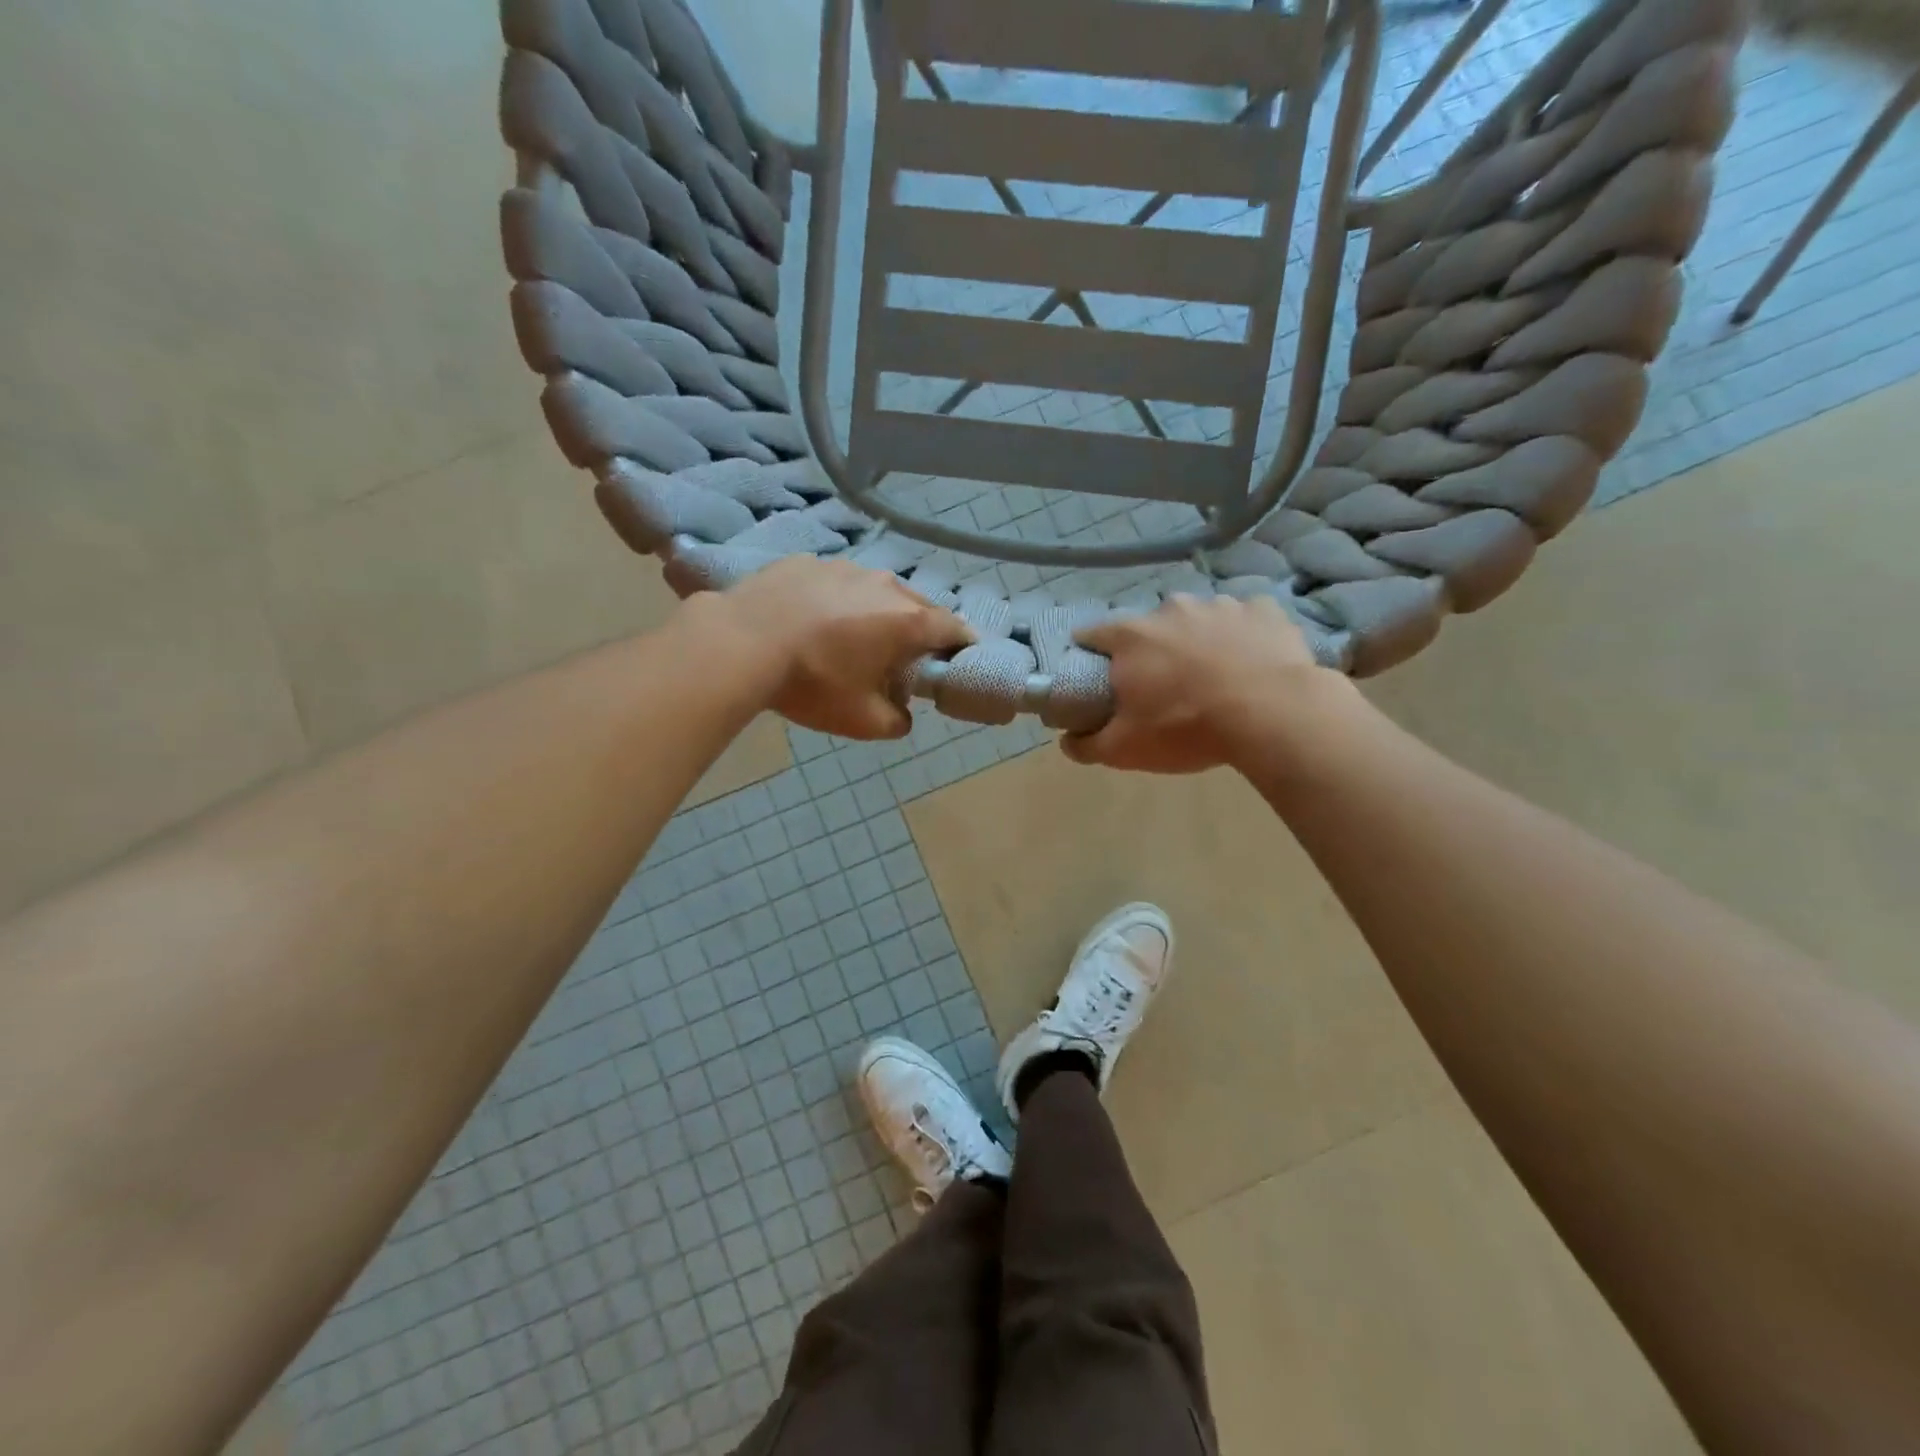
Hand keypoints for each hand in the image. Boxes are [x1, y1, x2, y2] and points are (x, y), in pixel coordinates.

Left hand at [697, 556, 973, 739]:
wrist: (740, 642)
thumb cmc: (812, 683)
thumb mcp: (861, 721)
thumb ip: (896, 722)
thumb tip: (903, 716)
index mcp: (907, 620)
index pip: (954, 629)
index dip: (961, 646)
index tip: (957, 661)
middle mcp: (884, 585)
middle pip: (917, 606)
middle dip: (918, 631)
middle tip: (903, 657)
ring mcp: (844, 567)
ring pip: (875, 591)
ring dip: (876, 612)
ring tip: (853, 637)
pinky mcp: (807, 561)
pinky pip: (836, 583)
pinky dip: (836, 600)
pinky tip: (812, 621)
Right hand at [1063, 594, 1351, 772]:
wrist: (1273, 714)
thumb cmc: (1187, 727)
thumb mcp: (1125, 749)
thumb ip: (1087, 745)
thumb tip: (1066, 741)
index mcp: (1131, 636)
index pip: (1092, 634)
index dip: (1090, 654)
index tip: (1097, 673)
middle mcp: (1170, 608)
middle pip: (1149, 627)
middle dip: (1150, 650)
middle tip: (1163, 684)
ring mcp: (1220, 604)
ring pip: (1198, 620)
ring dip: (1198, 641)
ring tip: (1214, 676)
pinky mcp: (1264, 610)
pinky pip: (1245, 620)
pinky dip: (1242, 637)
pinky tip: (1251, 663)